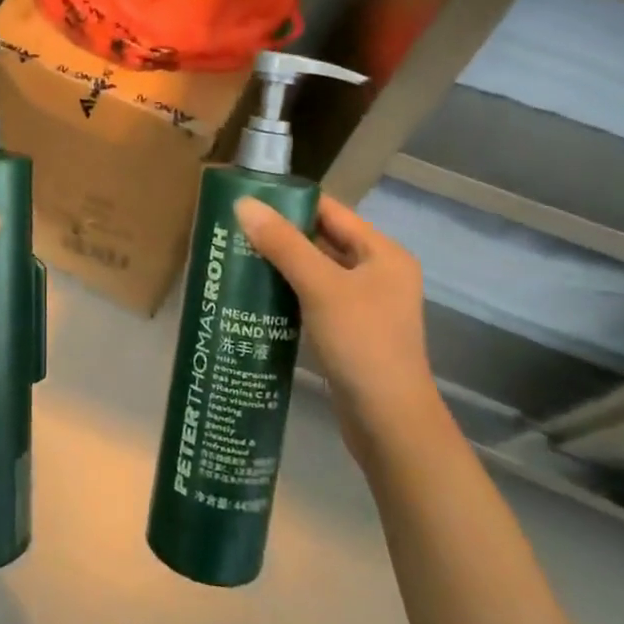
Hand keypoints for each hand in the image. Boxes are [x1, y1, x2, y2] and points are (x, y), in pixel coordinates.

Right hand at [233, 194, 437, 451]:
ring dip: (281, 264)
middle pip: (322, 239)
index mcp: (382, 253)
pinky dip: (288, 292)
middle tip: (234, 229)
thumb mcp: (320, 287)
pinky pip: (314, 298)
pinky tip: (257, 293)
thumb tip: (243, 204)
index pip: (330, 211)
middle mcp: (378, 273)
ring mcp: (365, 304)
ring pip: (316, 270)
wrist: (389, 424)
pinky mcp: (350, 331)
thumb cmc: (361, 344)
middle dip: (280, 234)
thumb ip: (283, 243)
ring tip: (237, 256)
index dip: (290, 202)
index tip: (247, 200)